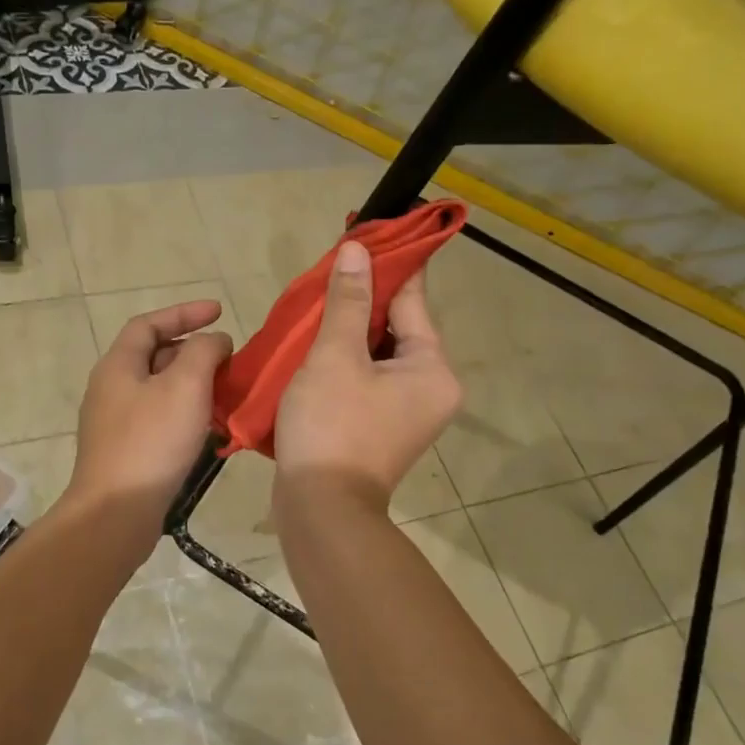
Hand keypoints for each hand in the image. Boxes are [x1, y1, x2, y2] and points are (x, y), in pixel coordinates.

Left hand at [67, 300, 232, 520]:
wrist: (115, 512)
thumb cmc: (151, 442)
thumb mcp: (185, 385)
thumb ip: (204, 352)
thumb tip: (214, 341)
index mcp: (118, 365)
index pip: (149, 324)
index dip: (184, 313)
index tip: (219, 311)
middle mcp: (110, 388)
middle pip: (153, 355)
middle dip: (192, 350)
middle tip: (227, 358)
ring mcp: (114, 422)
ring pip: (158, 389)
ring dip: (191, 383)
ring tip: (225, 391)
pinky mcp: (124, 451)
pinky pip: (158, 417)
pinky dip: (185, 412)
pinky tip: (208, 427)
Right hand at [274, 240, 461, 508]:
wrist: (321, 510)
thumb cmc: (332, 426)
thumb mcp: (336, 355)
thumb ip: (348, 301)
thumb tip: (358, 250)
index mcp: (432, 368)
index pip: (412, 300)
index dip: (388, 265)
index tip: (366, 234)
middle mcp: (430, 388)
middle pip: (395, 328)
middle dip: (360, 301)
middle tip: (326, 275)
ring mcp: (406, 412)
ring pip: (376, 355)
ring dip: (346, 333)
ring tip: (312, 308)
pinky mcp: (379, 429)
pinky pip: (365, 380)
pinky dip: (342, 363)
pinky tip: (311, 349)